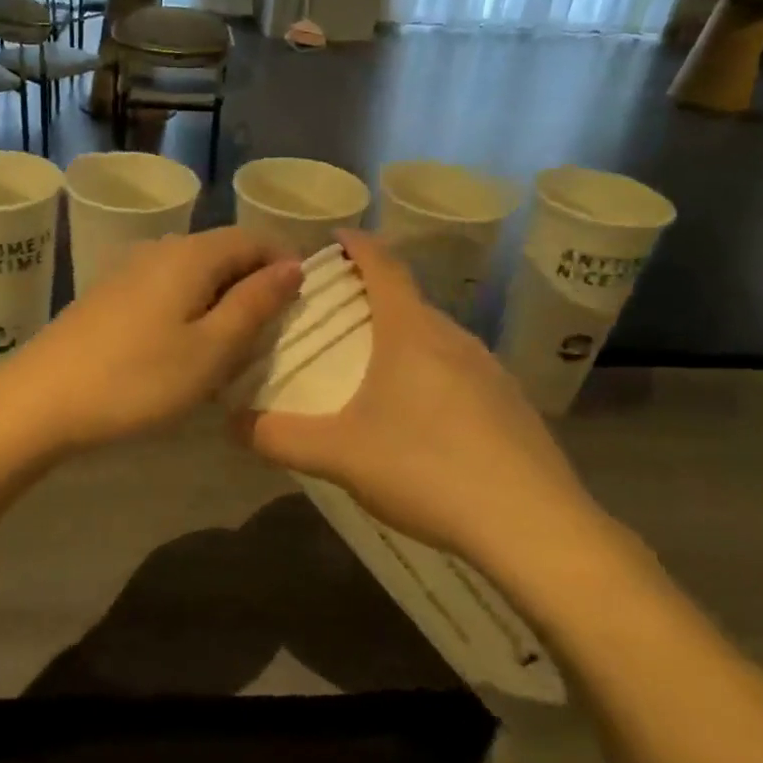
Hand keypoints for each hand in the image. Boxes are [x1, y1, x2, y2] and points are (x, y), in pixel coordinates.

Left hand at [0, 227, 301, 458]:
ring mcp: (128, 269)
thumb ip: (255, 304)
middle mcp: (160, 248)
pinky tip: (185, 348)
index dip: (285, 263)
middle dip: (255, 285)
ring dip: (222, 301)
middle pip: (223, 252)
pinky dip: (190, 310)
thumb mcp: (211, 350)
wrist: (40, 400)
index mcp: (191, 254)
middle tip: (273, 334)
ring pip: (194, 273)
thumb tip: (293, 266)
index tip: (305, 304)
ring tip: (234, 347)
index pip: (254, 238)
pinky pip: (166, 289)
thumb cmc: (137, 379)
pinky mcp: (109, 294)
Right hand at [237, 230, 599, 566]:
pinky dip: (433, 373)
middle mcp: (454, 339)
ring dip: (404, 337)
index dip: (358, 246)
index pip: (384, 266)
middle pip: (409, 301)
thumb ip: (279, 436)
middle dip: (374, 297)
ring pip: (437, 338)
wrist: (532, 526)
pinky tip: (422, 418)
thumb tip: (230, 423)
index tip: (336, 236)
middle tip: (338, 315)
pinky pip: (462, 371)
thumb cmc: (426, 469)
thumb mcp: (338, 455)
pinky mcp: (512, 405)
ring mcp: (490, 371)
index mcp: (410, 333)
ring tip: (374, 366)